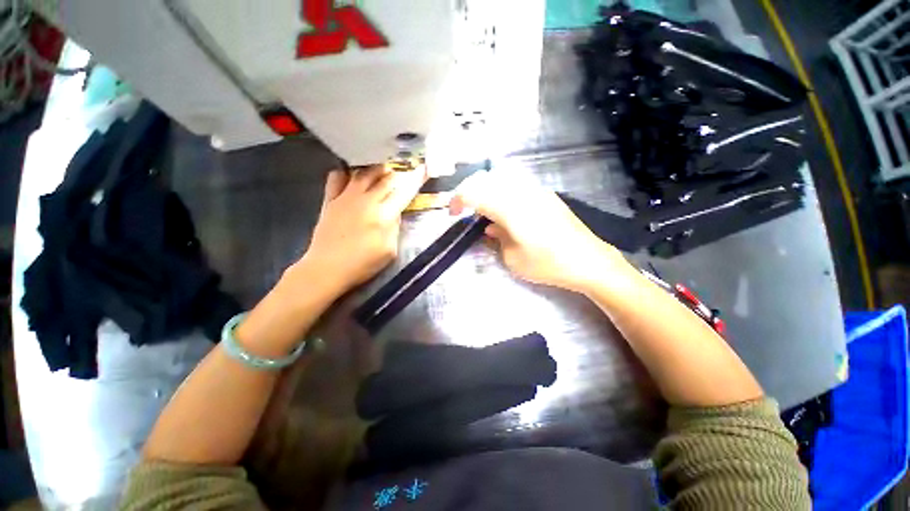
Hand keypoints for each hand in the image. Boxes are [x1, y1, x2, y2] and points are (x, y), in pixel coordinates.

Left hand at [299, 165, 426, 294]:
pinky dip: (346, 173)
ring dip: (376, 169)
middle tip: (403, 172)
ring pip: (364, 173)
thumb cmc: (363, 264)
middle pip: (385, 179)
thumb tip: (395, 212)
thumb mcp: (390, 250)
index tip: (424, 168)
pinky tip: (351, 176)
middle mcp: (366, 201)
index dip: (416, 180)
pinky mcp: (330, 200)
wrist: (327, 268)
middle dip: (397, 173)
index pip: (404, 192)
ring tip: (382, 169)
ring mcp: (346, 198)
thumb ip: (395, 228)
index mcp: (384, 215)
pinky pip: (337, 177)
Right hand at [450, 172, 628, 292]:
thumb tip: (490, 225)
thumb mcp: (512, 258)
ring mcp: (536, 191)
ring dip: (486, 191)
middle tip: (464, 209)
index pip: (474, 192)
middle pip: (486, 179)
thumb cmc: (547, 264)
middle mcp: (521, 192)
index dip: (457, 199)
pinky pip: (515, 186)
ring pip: (500, 179)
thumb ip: (496, 237)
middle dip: (469, 191)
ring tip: (483, 211)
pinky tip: (504, 212)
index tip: (453, 213)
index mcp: (510, 208)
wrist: (588, 261)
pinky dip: (501, 194)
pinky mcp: (545, 195)